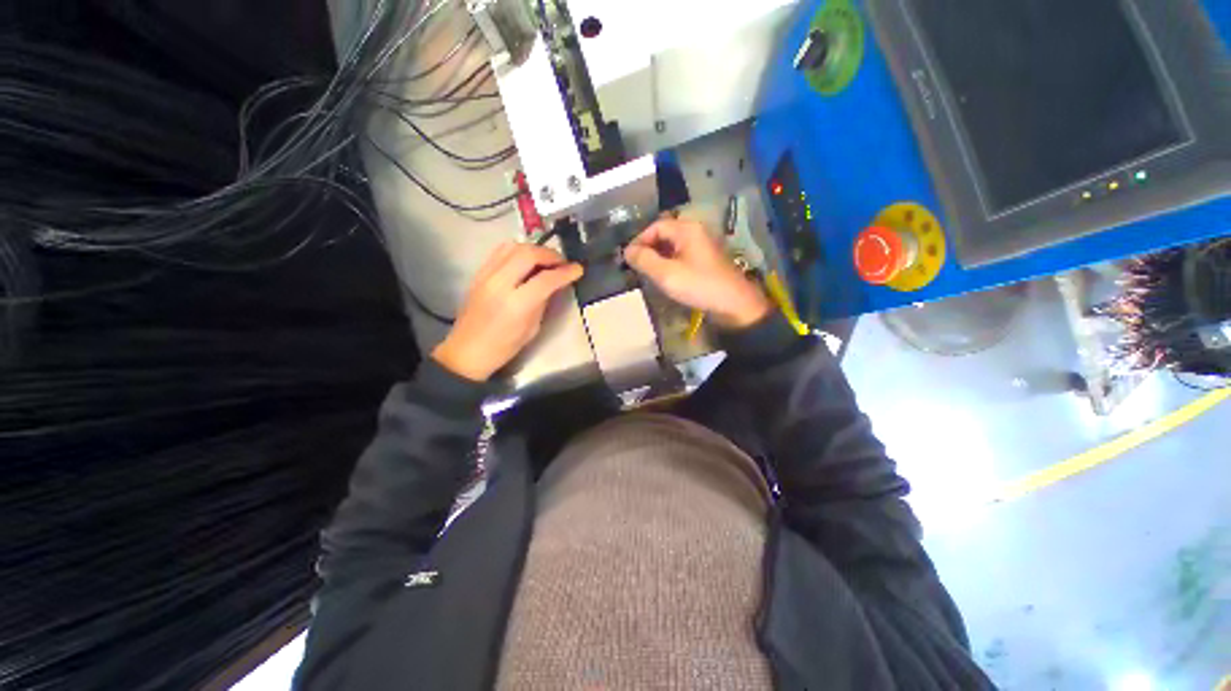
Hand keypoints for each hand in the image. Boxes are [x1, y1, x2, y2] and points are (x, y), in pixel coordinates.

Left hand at [432, 243, 582, 380]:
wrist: (467, 350)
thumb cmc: (504, 346)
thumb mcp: (532, 328)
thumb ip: (544, 301)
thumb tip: (555, 283)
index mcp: (516, 304)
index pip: (546, 279)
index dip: (566, 272)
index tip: (578, 269)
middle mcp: (500, 284)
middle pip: (528, 254)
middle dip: (550, 255)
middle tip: (562, 263)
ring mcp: (486, 275)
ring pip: (513, 247)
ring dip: (534, 249)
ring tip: (545, 260)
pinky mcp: (479, 273)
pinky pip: (500, 251)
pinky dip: (518, 251)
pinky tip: (526, 261)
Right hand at [624, 218, 770, 328]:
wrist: (733, 304)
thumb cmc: (699, 285)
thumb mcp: (666, 274)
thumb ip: (644, 260)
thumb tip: (627, 251)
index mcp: (687, 229)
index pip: (655, 227)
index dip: (639, 240)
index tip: (628, 259)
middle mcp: (695, 232)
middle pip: (664, 234)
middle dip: (648, 249)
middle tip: (636, 267)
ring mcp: (701, 246)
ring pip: (672, 246)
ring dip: (657, 257)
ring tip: (647, 273)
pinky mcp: (705, 260)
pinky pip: (681, 255)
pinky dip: (669, 263)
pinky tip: (664, 277)